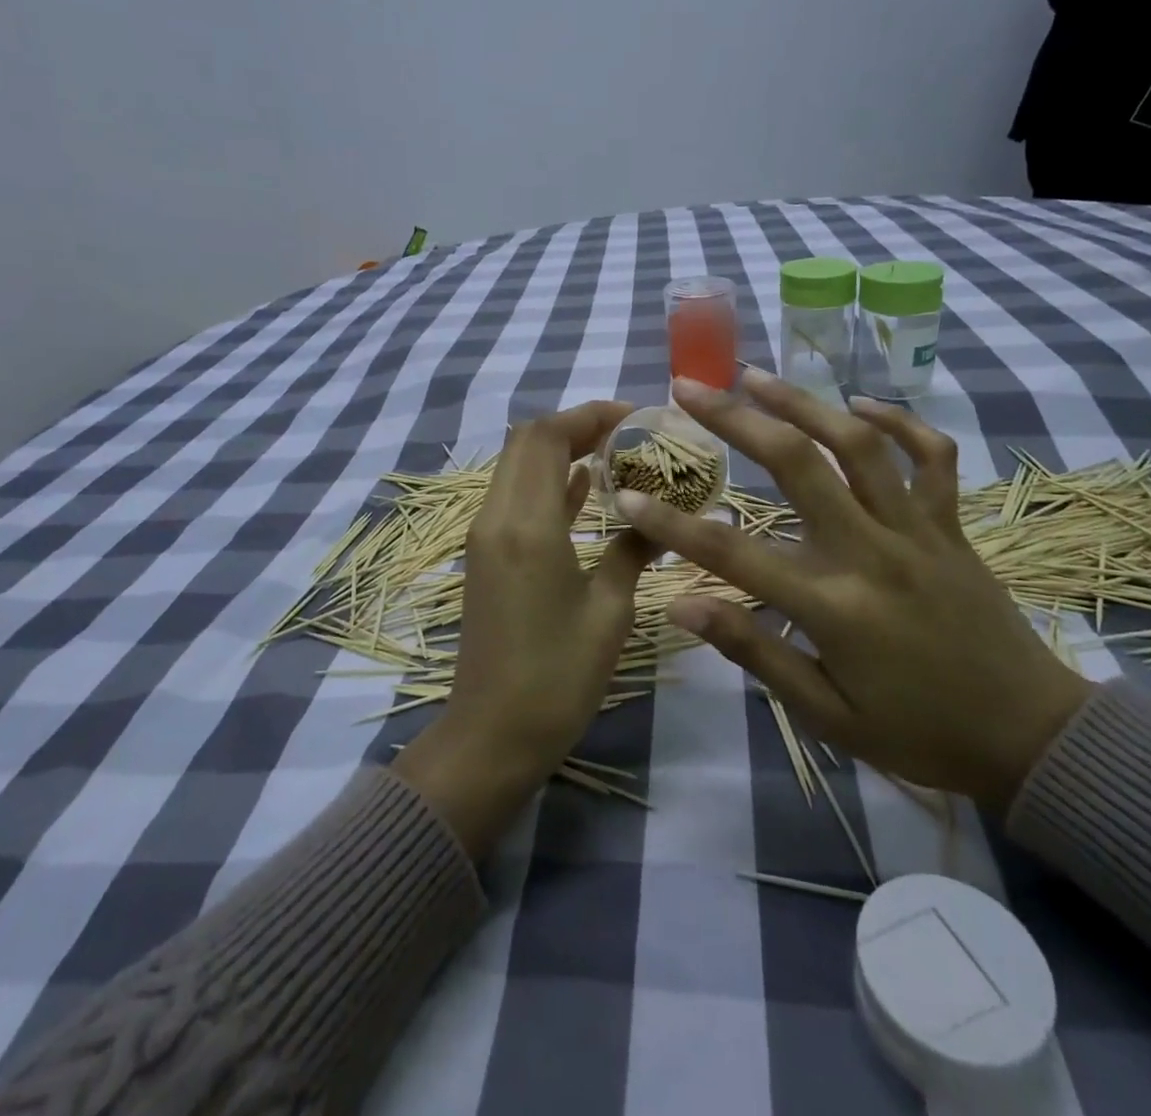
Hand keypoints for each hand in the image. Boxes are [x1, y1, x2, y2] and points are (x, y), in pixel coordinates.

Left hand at [393, 401, 656, 855]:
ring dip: (561, 451)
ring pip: (517, 467)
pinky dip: (548, 482)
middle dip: (575, 426)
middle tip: (628, 435)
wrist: (491, 735)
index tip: (635, 418)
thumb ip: (633, 550)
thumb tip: (665, 518)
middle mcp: (497, 517)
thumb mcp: (609, 611)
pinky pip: (515, 498)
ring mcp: (485, 536)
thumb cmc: (557, 677)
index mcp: (527, 524)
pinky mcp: (485, 555)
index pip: (547, 436)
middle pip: (526, 442)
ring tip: (616, 455)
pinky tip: (587, 489)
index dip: (589, 415)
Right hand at [615, 372, 1090, 809]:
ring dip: (803, 402)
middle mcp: (873, 551)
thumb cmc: (919, 732)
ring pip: (859, 444)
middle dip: (736, 419)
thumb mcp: (827, 714)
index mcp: (834, 606)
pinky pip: (931, 457)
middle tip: (690, 389)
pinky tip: (860, 405)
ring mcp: (918, 529)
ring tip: (756, 375)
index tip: (627, 495)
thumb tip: (682, 609)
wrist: (1032, 736)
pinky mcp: (951, 524)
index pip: (735, 555)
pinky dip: (899, 422)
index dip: (673, 525)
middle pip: (798, 465)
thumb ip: (755, 651)